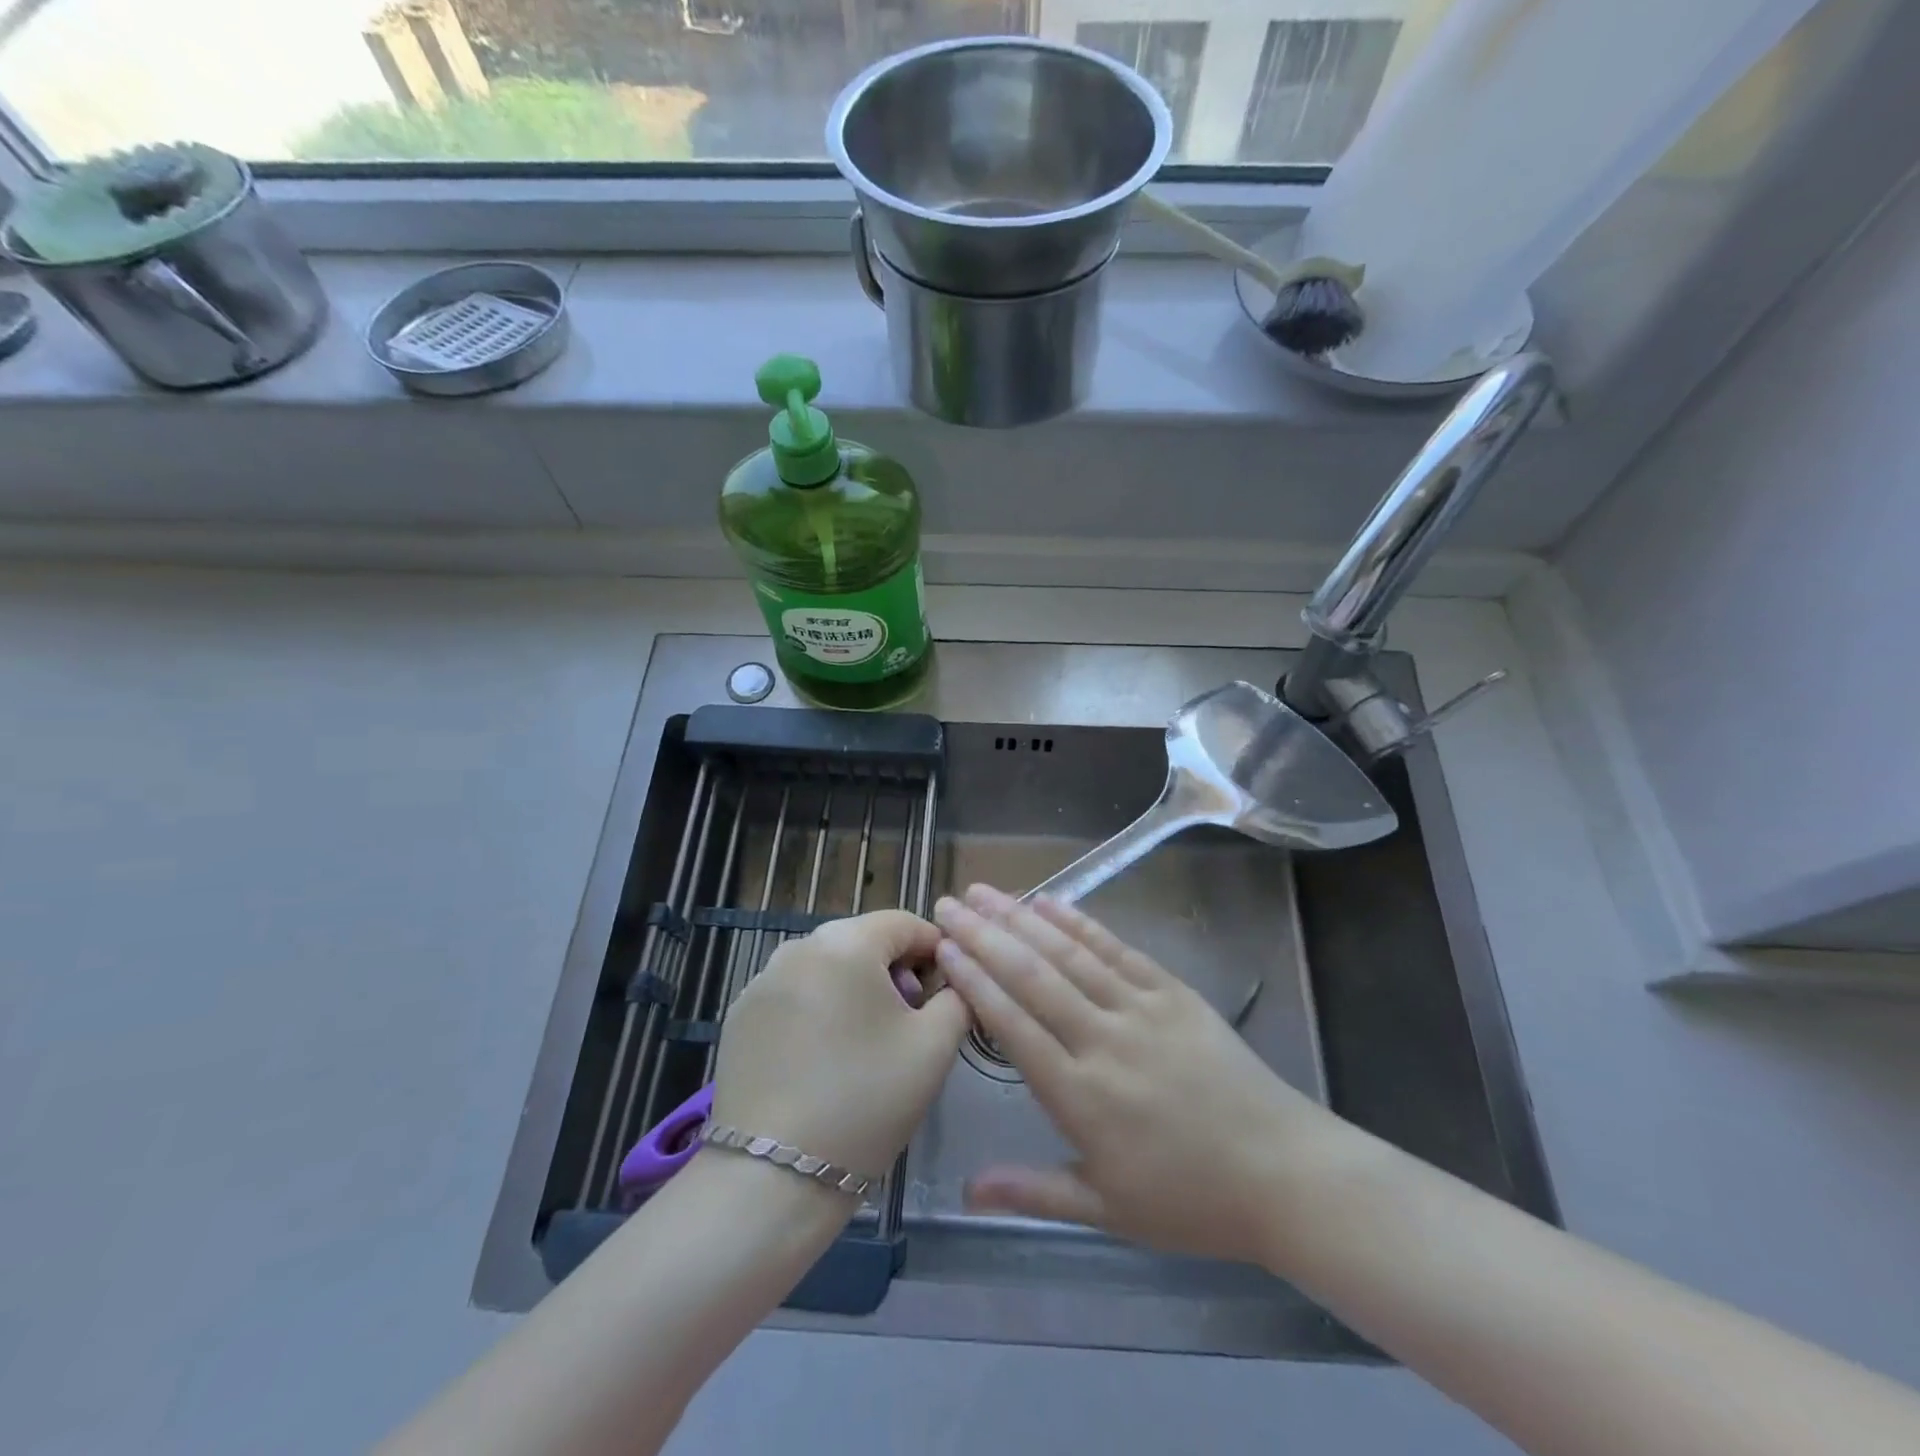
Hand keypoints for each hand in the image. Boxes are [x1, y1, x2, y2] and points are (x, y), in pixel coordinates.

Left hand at [711, 910, 968, 1183]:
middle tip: (911, 1025)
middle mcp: (797, 946)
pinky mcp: (739, 1016)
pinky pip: (795, 995)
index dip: (936, 951)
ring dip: (856, 991)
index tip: (948, 993)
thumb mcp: (934, 1046)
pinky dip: (818, 1011)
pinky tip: (823, 1062)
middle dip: (895, 972)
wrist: (773, 1177)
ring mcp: (761, 981)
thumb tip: (954, 979)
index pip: (905, 923)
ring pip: (828, 968)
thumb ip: (958, 996)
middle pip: (864, 942)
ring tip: (867, 1046)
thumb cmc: (866, 1100)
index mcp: (846, 942)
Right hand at [933, 884, 1344, 1265]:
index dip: (974, 981)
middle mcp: (1104, 1040)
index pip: (1012, 1024)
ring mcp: (1141, 1009)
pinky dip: (1080, 923)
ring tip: (985, 892)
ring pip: (1069, 954)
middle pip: (1032, 976)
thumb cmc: (1189, 1200)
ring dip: (1022, 918)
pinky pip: (1117, 949)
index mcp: (1080, 1095)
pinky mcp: (1173, 992)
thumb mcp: (1106, 1211)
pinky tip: (1051, 902)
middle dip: (984, 936)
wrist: (1282, 1174)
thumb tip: (965, 1189)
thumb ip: (1032, 1192)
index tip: (943, 948)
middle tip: (948, 904)